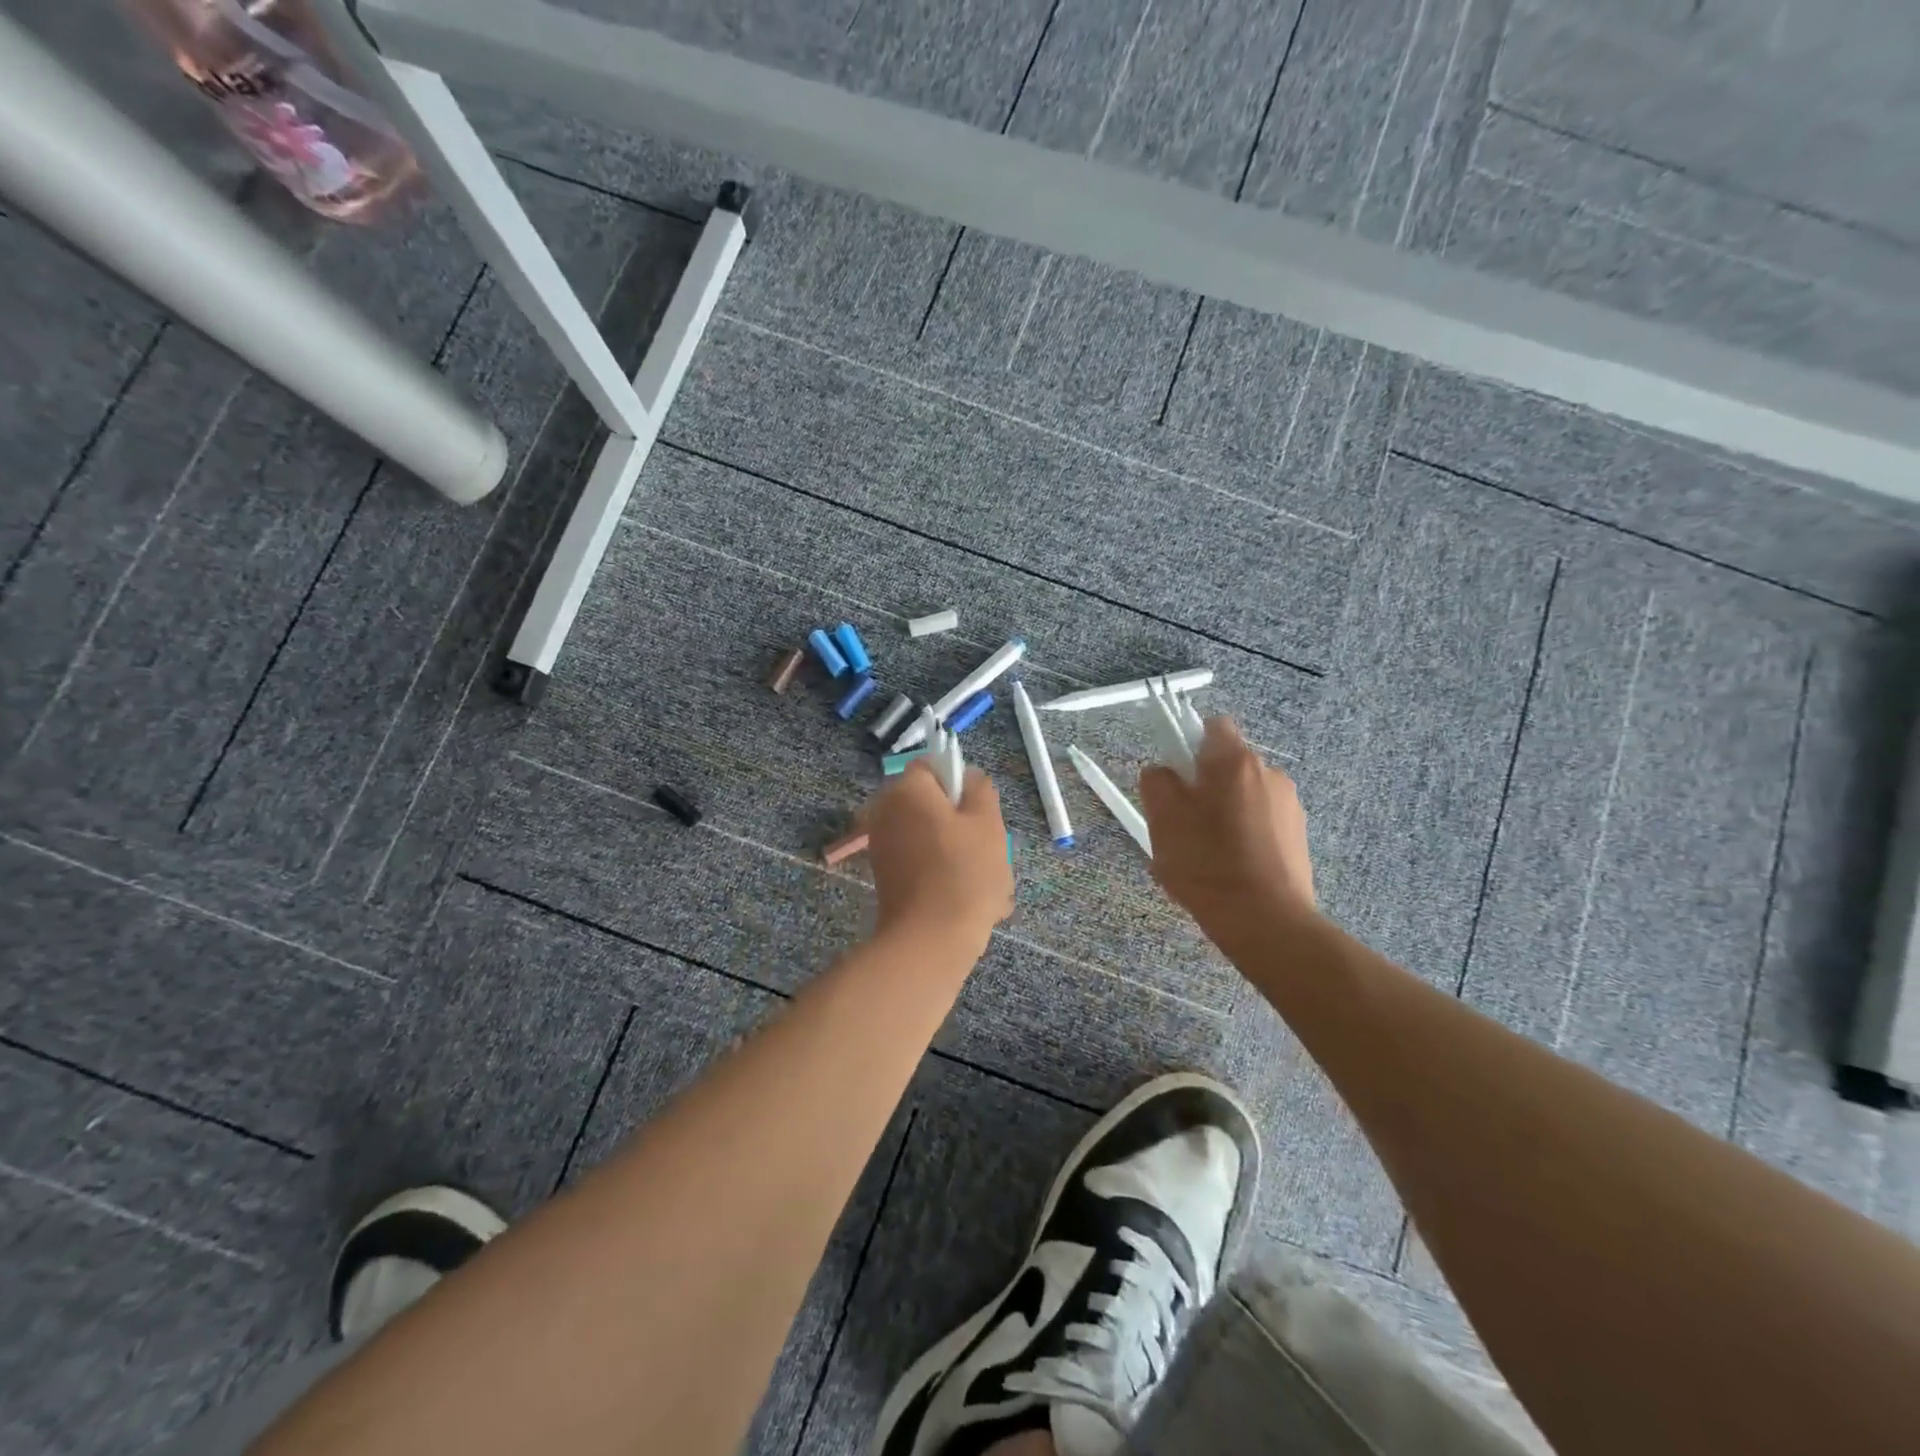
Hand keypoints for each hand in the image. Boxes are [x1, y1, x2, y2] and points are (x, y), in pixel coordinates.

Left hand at [866, 760, 1013, 954]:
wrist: (929, 940)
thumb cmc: (964, 872)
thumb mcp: (987, 822)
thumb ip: (980, 789)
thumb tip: (968, 776)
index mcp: (906, 789)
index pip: (932, 766)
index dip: (960, 782)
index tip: (981, 811)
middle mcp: (886, 811)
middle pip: (933, 804)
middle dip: (963, 823)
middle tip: (990, 849)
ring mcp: (884, 846)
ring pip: (933, 836)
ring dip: (960, 853)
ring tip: (988, 884)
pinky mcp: (888, 876)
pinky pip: (924, 863)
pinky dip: (945, 874)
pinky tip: (971, 899)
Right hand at [1138, 717, 1314, 935]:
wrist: (1267, 922)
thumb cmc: (1208, 864)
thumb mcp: (1163, 820)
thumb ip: (1157, 782)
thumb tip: (1164, 772)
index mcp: (1235, 761)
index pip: (1212, 726)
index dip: (1188, 744)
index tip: (1174, 777)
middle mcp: (1270, 773)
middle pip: (1227, 764)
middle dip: (1204, 785)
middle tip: (1182, 822)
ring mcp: (1290, 805)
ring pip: (1244, 795)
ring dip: (1225, 811)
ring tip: (1207, 853)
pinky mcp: (1300, 836)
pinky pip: (1262, 821)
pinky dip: (1245, 834)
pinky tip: (1231, 868)